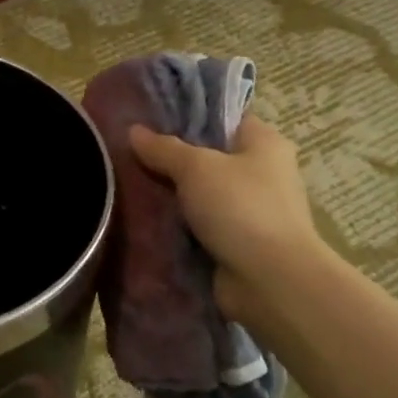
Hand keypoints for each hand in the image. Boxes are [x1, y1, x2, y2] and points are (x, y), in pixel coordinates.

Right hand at [129, 113, 325, 328]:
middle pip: (209, 158)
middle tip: (130, 157)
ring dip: (172, 197)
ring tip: (128, 189)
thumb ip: (164, 149)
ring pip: (201, 195)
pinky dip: (177, 226)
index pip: (225, 119)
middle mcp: (263, 173)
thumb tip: (134, 131)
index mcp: (265, 144)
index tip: (150, 122)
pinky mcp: (237, 242)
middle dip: (172, 160)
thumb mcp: (196, 168)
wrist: (269, 279)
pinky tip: (145, 223)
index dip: (190, 118)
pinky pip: (199, 226)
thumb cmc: (240, 208)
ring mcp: (250, 211)